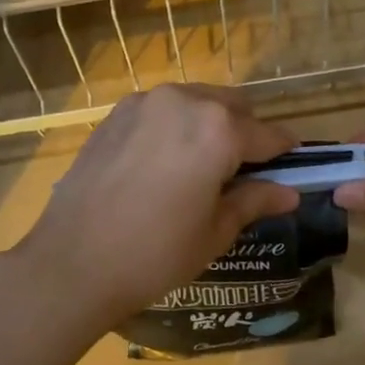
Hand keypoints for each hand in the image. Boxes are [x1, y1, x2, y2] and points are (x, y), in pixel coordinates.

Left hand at [10, 85, 300, 330]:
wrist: (72, 263)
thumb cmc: (155, 254)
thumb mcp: (215, 231)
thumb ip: (255, 201)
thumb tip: (289, 193)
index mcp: (218, 130)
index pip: (267, 134)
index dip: (284, 151)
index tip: (293, 163)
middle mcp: (184, 101)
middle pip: (233, 106)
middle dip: (246, 132)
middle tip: (244, 171)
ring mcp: (145, 103)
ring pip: (196, 101)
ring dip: (211, 124)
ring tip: (202, 166)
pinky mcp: (115, 114)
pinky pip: (162, 110)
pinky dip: (176, 126)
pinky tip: (165, 162)